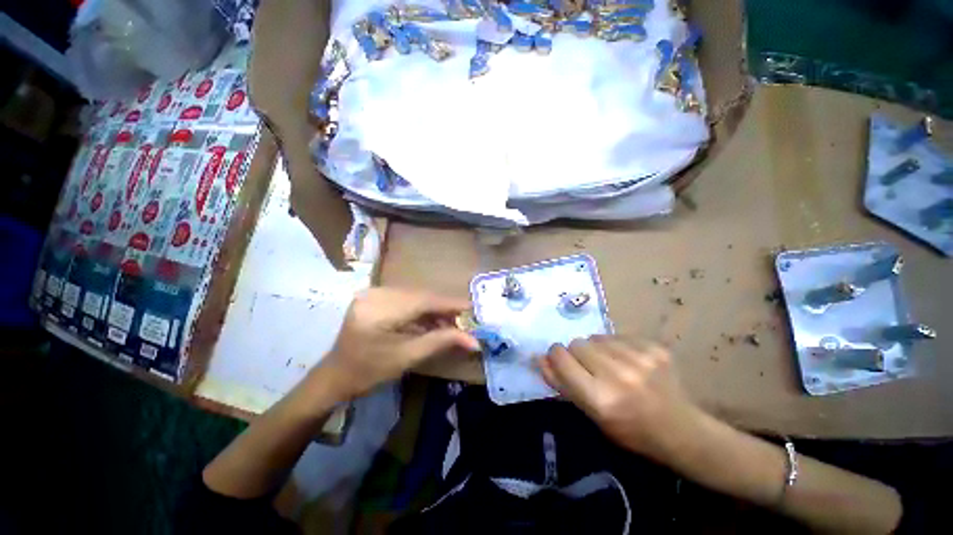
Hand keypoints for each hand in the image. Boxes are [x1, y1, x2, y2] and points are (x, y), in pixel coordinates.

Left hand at [316, 288, 479, 399]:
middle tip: (464, 321)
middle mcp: (375, 293)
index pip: (423, 300)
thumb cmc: (369, 372)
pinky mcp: (375, 295)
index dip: (450, 304)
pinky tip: (432, 320)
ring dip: (434, 309)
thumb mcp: (408, 358)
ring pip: (416, 296)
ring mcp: (374, 292)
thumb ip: (441, 342)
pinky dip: (422, 309)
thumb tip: (474, 340)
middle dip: (444, 308)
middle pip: (421, 296)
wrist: (336, 374)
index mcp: (379, 310)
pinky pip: (407, 298)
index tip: (473, 308)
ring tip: (450, 323)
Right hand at [538, 336, 702, 463]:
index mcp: (599, 398)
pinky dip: (617, 346)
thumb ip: (561, 384)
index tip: (562, 362)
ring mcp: (639, 358)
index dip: (556, 356)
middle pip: (577, 343)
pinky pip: (617, 335)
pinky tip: (630, 362)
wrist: (681, 430)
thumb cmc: (629, 429)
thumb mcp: (590, 414)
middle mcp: (618, 375)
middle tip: (592, 370)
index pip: (561, 356)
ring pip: (595, 337)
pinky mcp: (654, 348)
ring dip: (597, 349)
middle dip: (578, 354)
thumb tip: (539, 357)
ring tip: (612, 366)